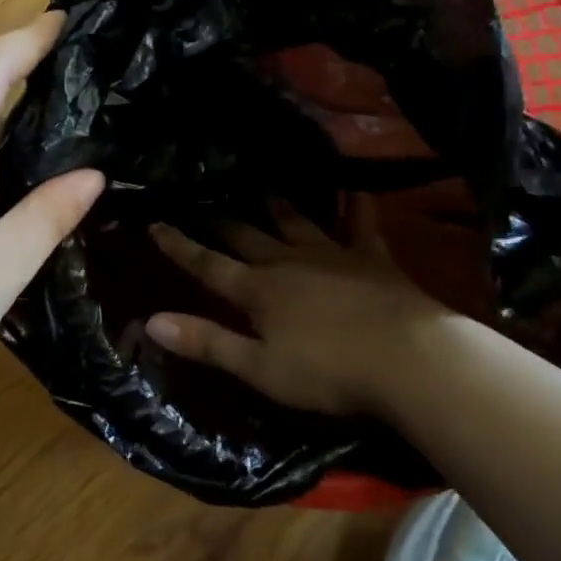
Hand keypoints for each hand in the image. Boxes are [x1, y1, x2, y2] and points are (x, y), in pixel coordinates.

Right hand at [146, 199, 452, 417]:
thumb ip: (206, 342)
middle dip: (219, 222)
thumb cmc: (329, 372)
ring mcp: (331, 254)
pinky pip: (360, 224)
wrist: (410, 360)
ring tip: (263, 188)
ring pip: (295, 222)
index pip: (207, 265)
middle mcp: (287, 261)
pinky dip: (355, 206)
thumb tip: (150, 321)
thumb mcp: (259, 368)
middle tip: (202, 203)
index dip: (179, 246)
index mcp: (257, 290)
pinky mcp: (371, 257)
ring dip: (277, 206)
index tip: (155, 224)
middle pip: (245, 236)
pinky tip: (356, 189)